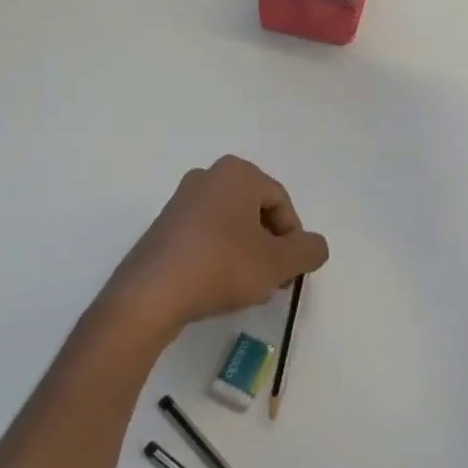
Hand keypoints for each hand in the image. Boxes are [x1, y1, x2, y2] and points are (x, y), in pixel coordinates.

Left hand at [102, 157, 329, 338]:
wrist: (152, 293)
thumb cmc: (222, 266)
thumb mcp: (279, 263)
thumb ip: (308, 250)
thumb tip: (315, 246)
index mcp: (237, 173)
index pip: (282, 204)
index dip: (293, 239)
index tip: (289, 272)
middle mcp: (208, 177)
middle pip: (256, 212)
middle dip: (270, 247)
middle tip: (273, 281)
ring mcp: (181, 201)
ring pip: (232, 226)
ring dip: (248, 254)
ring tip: (248, 288)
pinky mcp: (164, 227)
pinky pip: (206, 236)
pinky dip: (220, 257)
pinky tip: (219, 286)